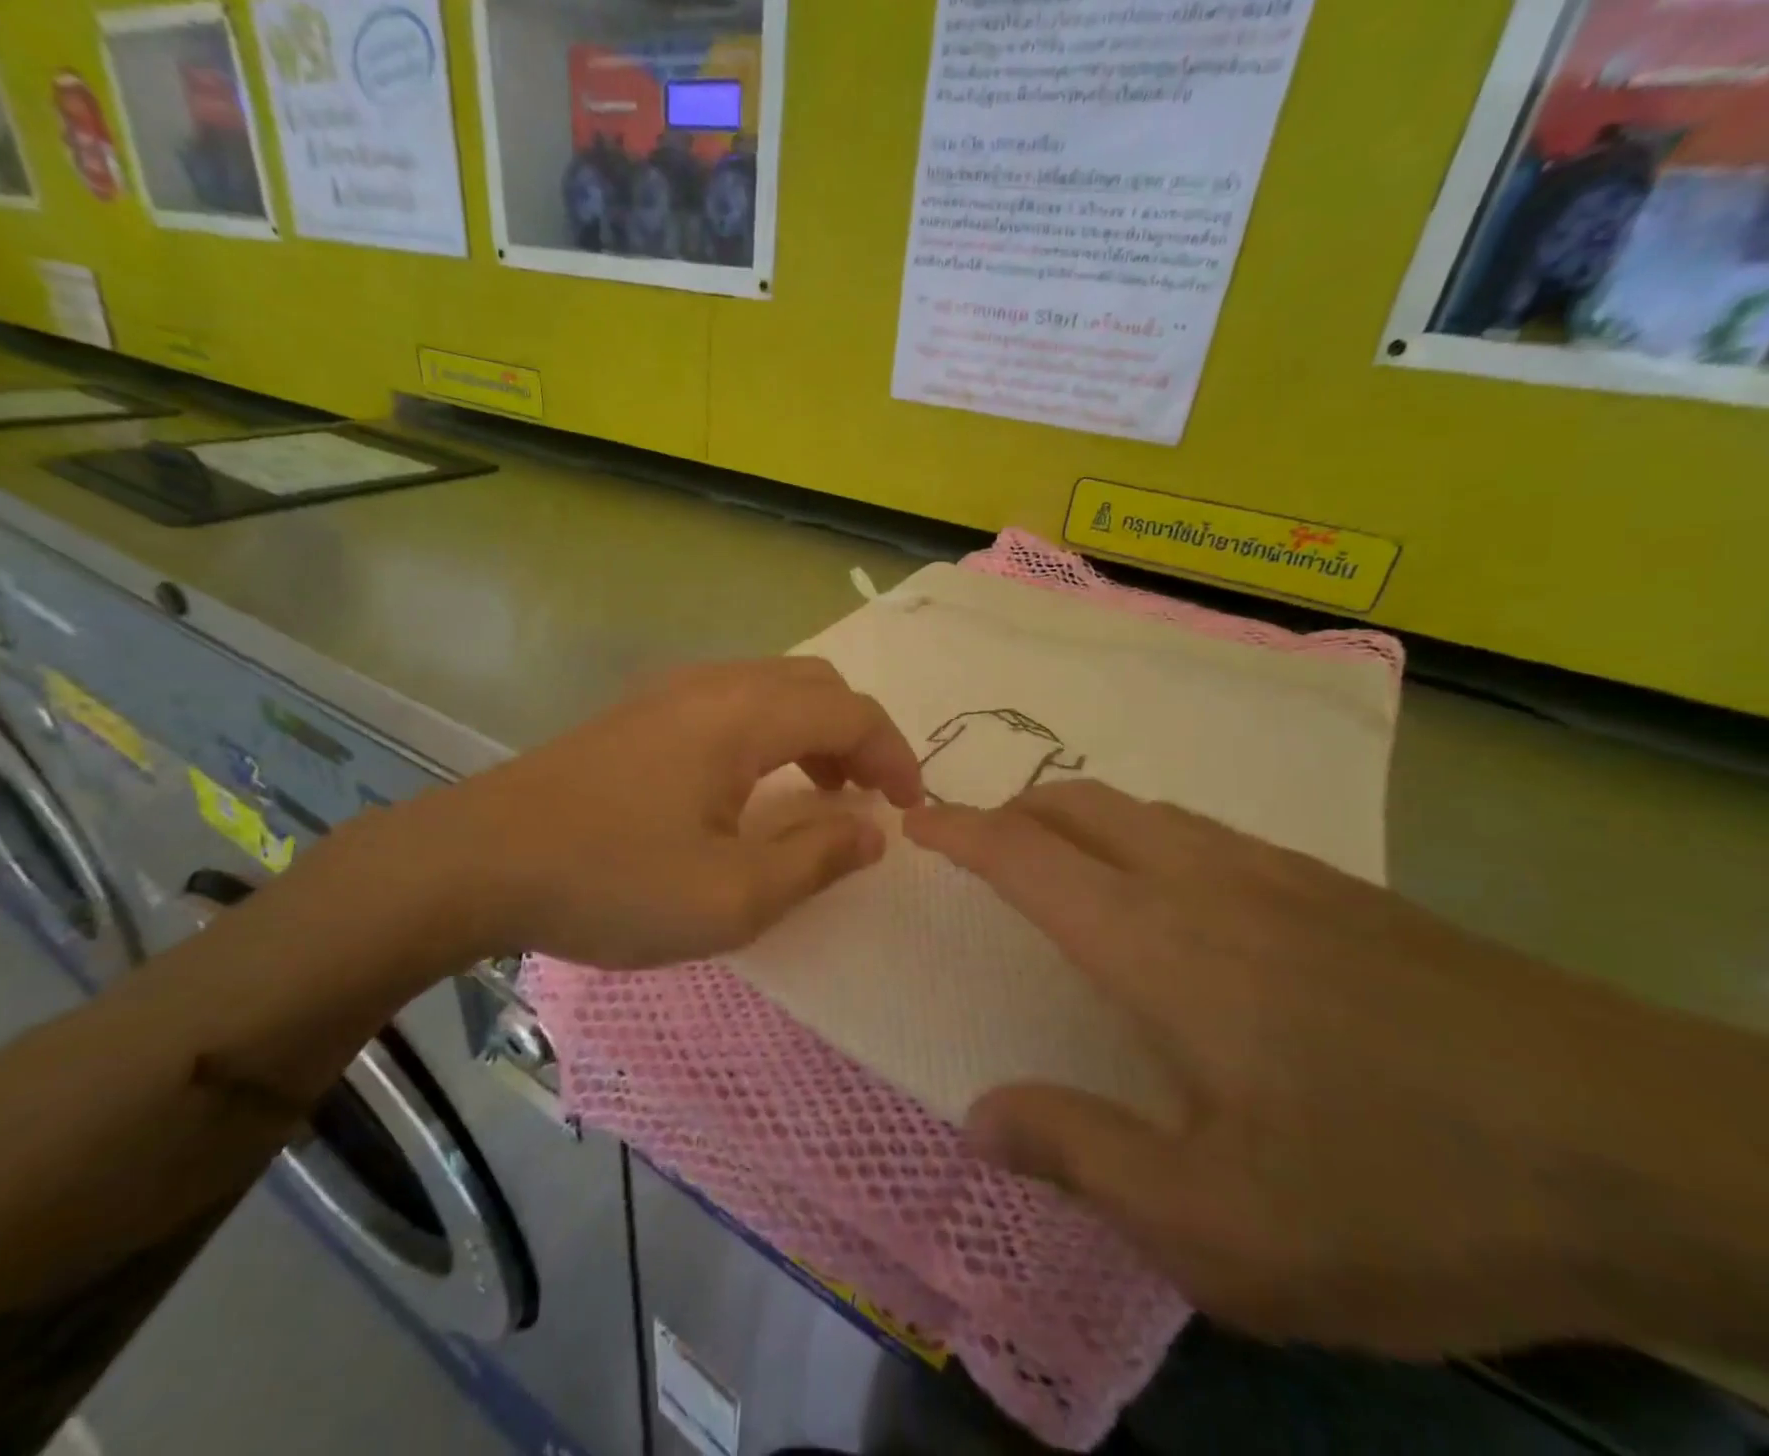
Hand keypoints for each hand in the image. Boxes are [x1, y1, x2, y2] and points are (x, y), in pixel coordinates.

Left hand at [400, 658, 921, 970]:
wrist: (477, 862)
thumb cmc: (611, 881)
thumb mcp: (731, 896)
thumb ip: (816, 859)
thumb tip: (871, 830)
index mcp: (743, 716)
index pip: (850, 713)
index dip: (895, 756)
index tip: (912, 808)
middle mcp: (714, 685)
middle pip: (816, 686)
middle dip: (859, 738)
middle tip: (867, 800)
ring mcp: (671, 694)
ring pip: (774, 689)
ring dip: (815, 733)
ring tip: (821, 793)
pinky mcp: (640, 714)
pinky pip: (734, 703)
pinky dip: (772, 734)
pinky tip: (752, 787)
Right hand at [906, 781, 1768, 1359]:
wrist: (1657, 1151)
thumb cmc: (1410, 1191)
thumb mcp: (1224, 1229)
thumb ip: (1083, 1157)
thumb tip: (982, 1118)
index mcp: (1157, 943)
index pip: (1025, 856)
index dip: (960, 833)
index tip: (916, 823)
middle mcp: (1204, 881)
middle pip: (1080, 805)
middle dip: (1013, 812)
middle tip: (978, 847)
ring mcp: (1279, 873)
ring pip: (1143, 809)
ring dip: (1079, 819)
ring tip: (1057, 863)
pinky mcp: (1339, 888)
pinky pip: (1204, 831)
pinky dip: (1147, 835)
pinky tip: (1171, 893)